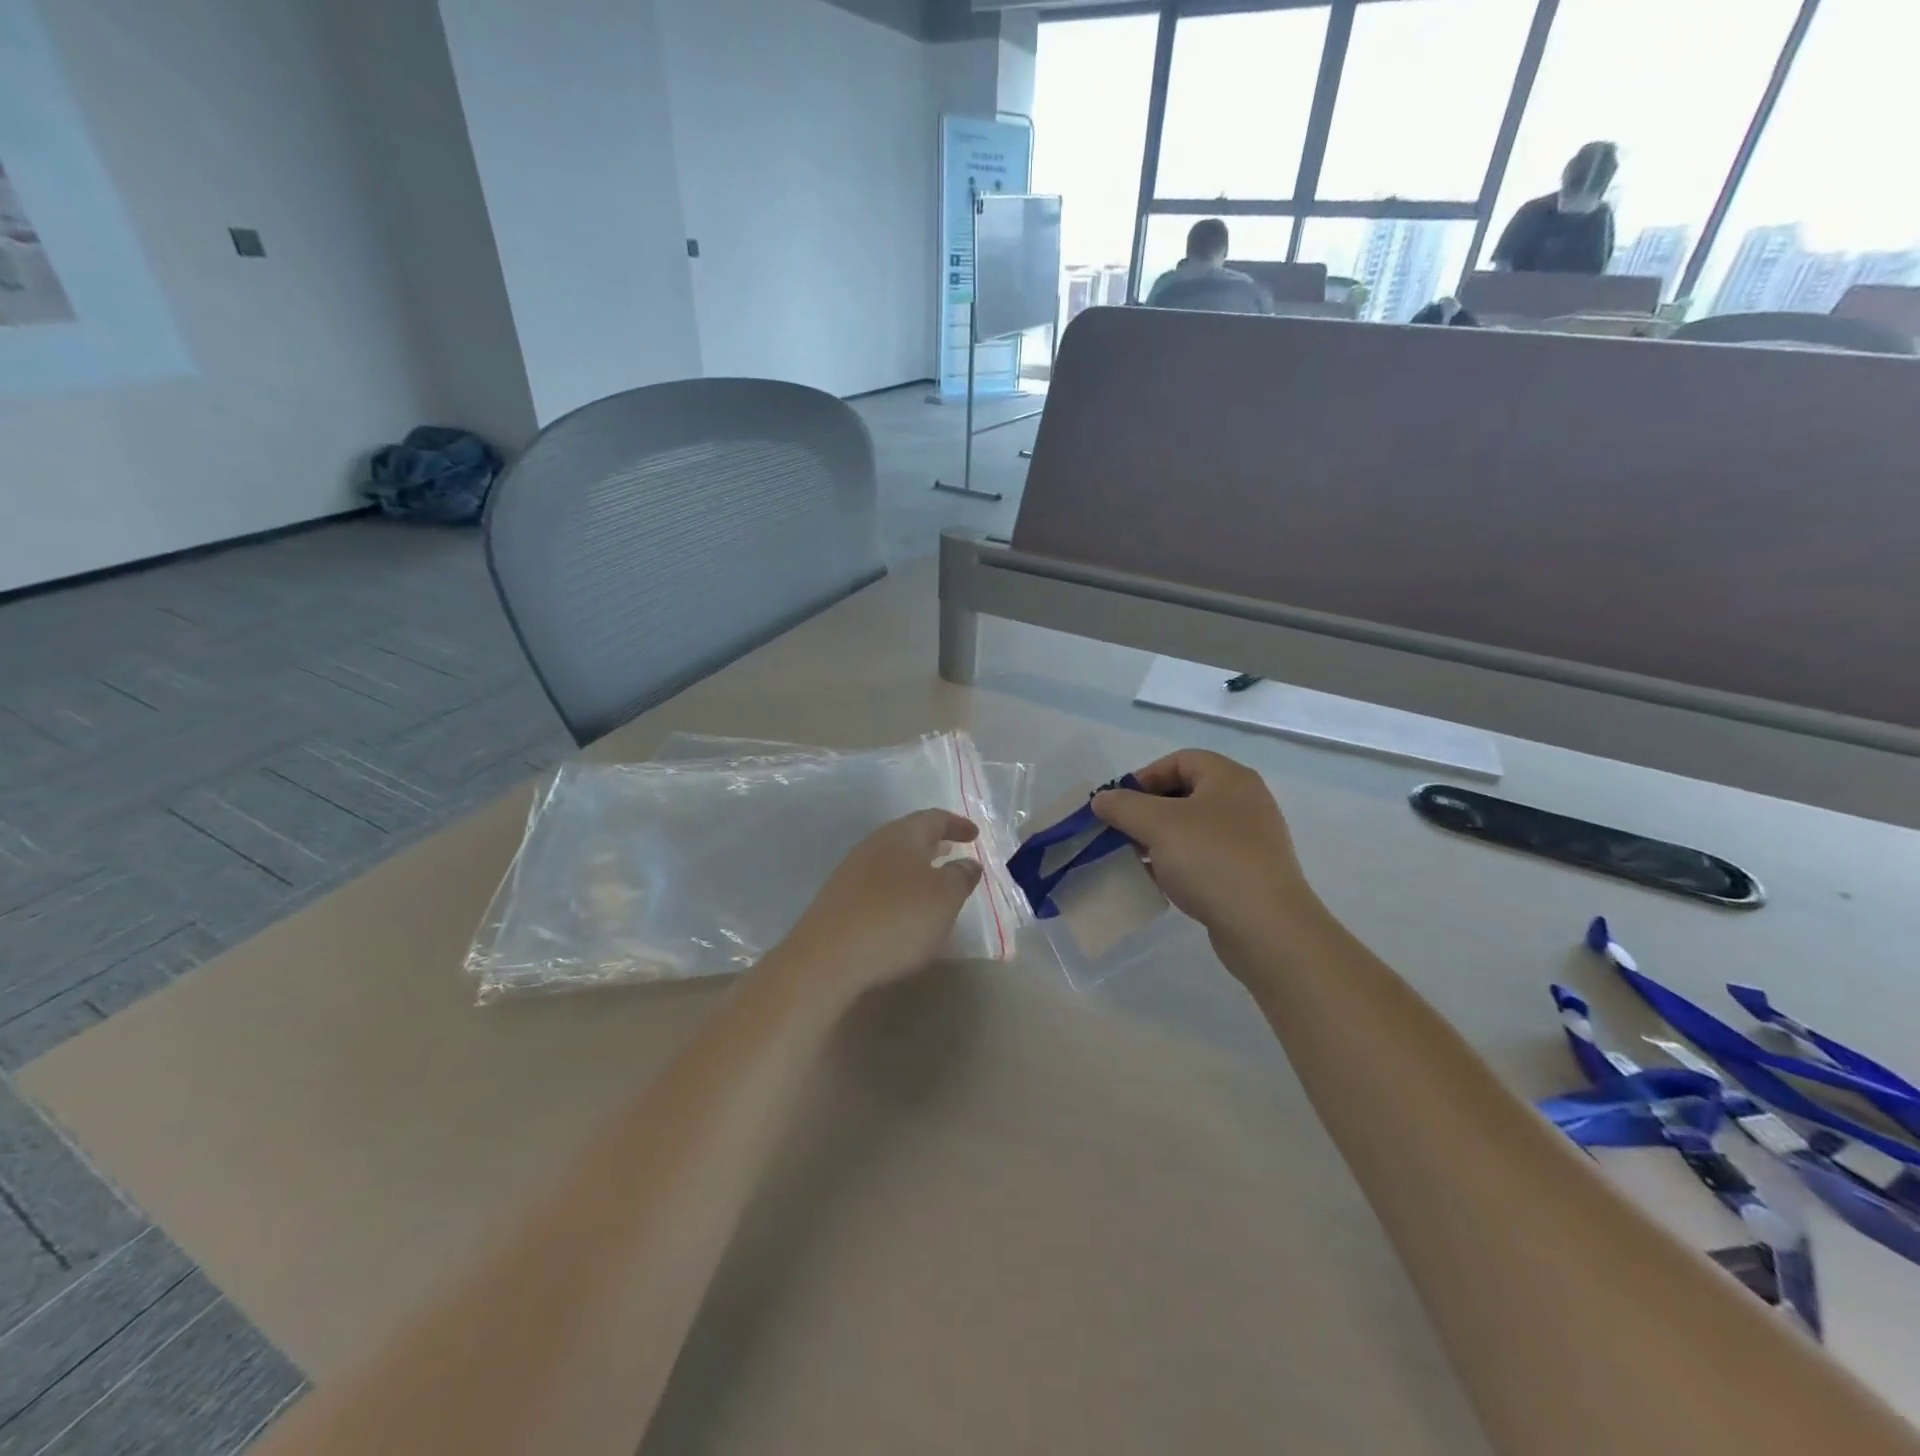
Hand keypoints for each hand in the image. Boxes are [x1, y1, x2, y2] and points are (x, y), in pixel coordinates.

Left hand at [772, 810, 984, 1002]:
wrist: (827, 957)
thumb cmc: (897, 919)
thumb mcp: (944, 898)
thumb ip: (960, 876)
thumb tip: (967, 863)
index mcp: (902, 835)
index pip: (934, 818)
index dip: (956, 825)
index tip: (974, 835)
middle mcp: (874, 844)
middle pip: (909, 835)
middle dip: (933, 842)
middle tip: (953, 850)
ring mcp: (852, 871)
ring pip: (892, 859)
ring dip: (915, 866)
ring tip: (932, 881)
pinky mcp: (839, 899)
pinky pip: (877, 883)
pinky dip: (897, 886)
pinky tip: (903, 908)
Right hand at [1090, 751, 1317, 941]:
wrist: (1265, 927)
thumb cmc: (1211, 860)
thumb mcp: (1157, 825)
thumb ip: (1123, 806)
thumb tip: (1102, 799)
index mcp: (1230, 779)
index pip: (1180, 760)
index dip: (1145, 776)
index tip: (1119, 803)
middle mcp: (1244, 803)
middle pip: (1186, 794)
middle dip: (1148, 811)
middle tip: (1122, 831)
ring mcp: (1250, 840)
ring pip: (1193, 829)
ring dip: (1160, 839)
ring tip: (1134, 858)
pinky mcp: (1248, 874)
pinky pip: (1204, 858)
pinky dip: (1178, 863)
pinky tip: (1158, 882)